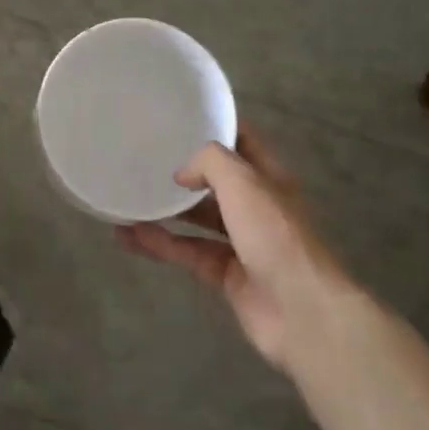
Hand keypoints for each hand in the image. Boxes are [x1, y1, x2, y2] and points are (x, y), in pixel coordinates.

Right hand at [116, 126, 351, 371]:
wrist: (301, 311)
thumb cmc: (275, 237)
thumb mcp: (244, 183)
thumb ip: (210, 162)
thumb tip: (182, 173)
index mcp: (268, 178)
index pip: (241, 141)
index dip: (214, 126)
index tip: (177, 118)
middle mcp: (255, 206)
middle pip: (215, 181)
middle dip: (183, 170)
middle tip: (143, 158)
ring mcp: (241, 242)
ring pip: (197, 219)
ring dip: (164, 210)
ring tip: (126, 198)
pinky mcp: (225, 275)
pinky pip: (187, 251)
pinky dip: (160, 244)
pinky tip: (129, 237)